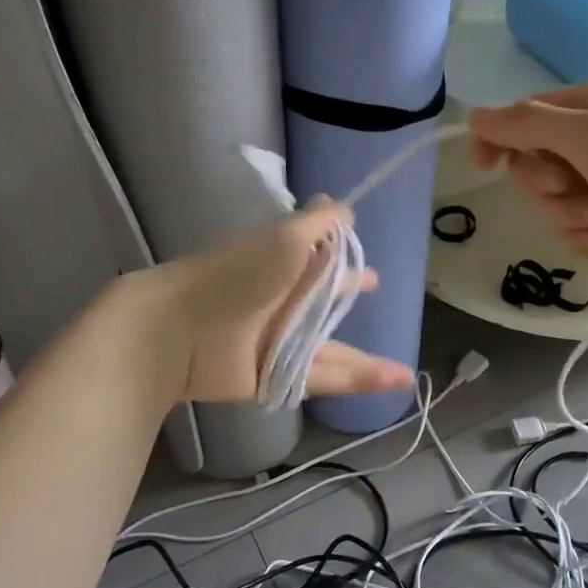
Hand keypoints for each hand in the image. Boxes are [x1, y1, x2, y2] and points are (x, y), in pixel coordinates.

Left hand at [143, 201, 415, 403]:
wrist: (181, 330)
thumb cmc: (237, 274)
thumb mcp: (286, 238)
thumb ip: (320, 223)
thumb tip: (345, 206)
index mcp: (286, 263)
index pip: (321, 253)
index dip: (342, 250)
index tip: (362, 245)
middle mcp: (285, 300)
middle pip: (326, 298)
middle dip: (348, 291)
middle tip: (375, 283)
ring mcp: (282, 341)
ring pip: (333, 347)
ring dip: (368, 359)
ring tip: (406, 372)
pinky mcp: (280, 375)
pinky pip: (327, 377)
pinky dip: (361, 380)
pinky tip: (396, 381)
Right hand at [468, 78, 587, 315]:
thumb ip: (527, 124)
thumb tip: (474, 116)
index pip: (531, 112)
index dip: (504, 136)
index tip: (483, 165)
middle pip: (536, 157)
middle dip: (547, 179)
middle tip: (574, 185)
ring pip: (549, 195)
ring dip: (569, 208)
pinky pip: (568, 222)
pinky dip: (583, 230)